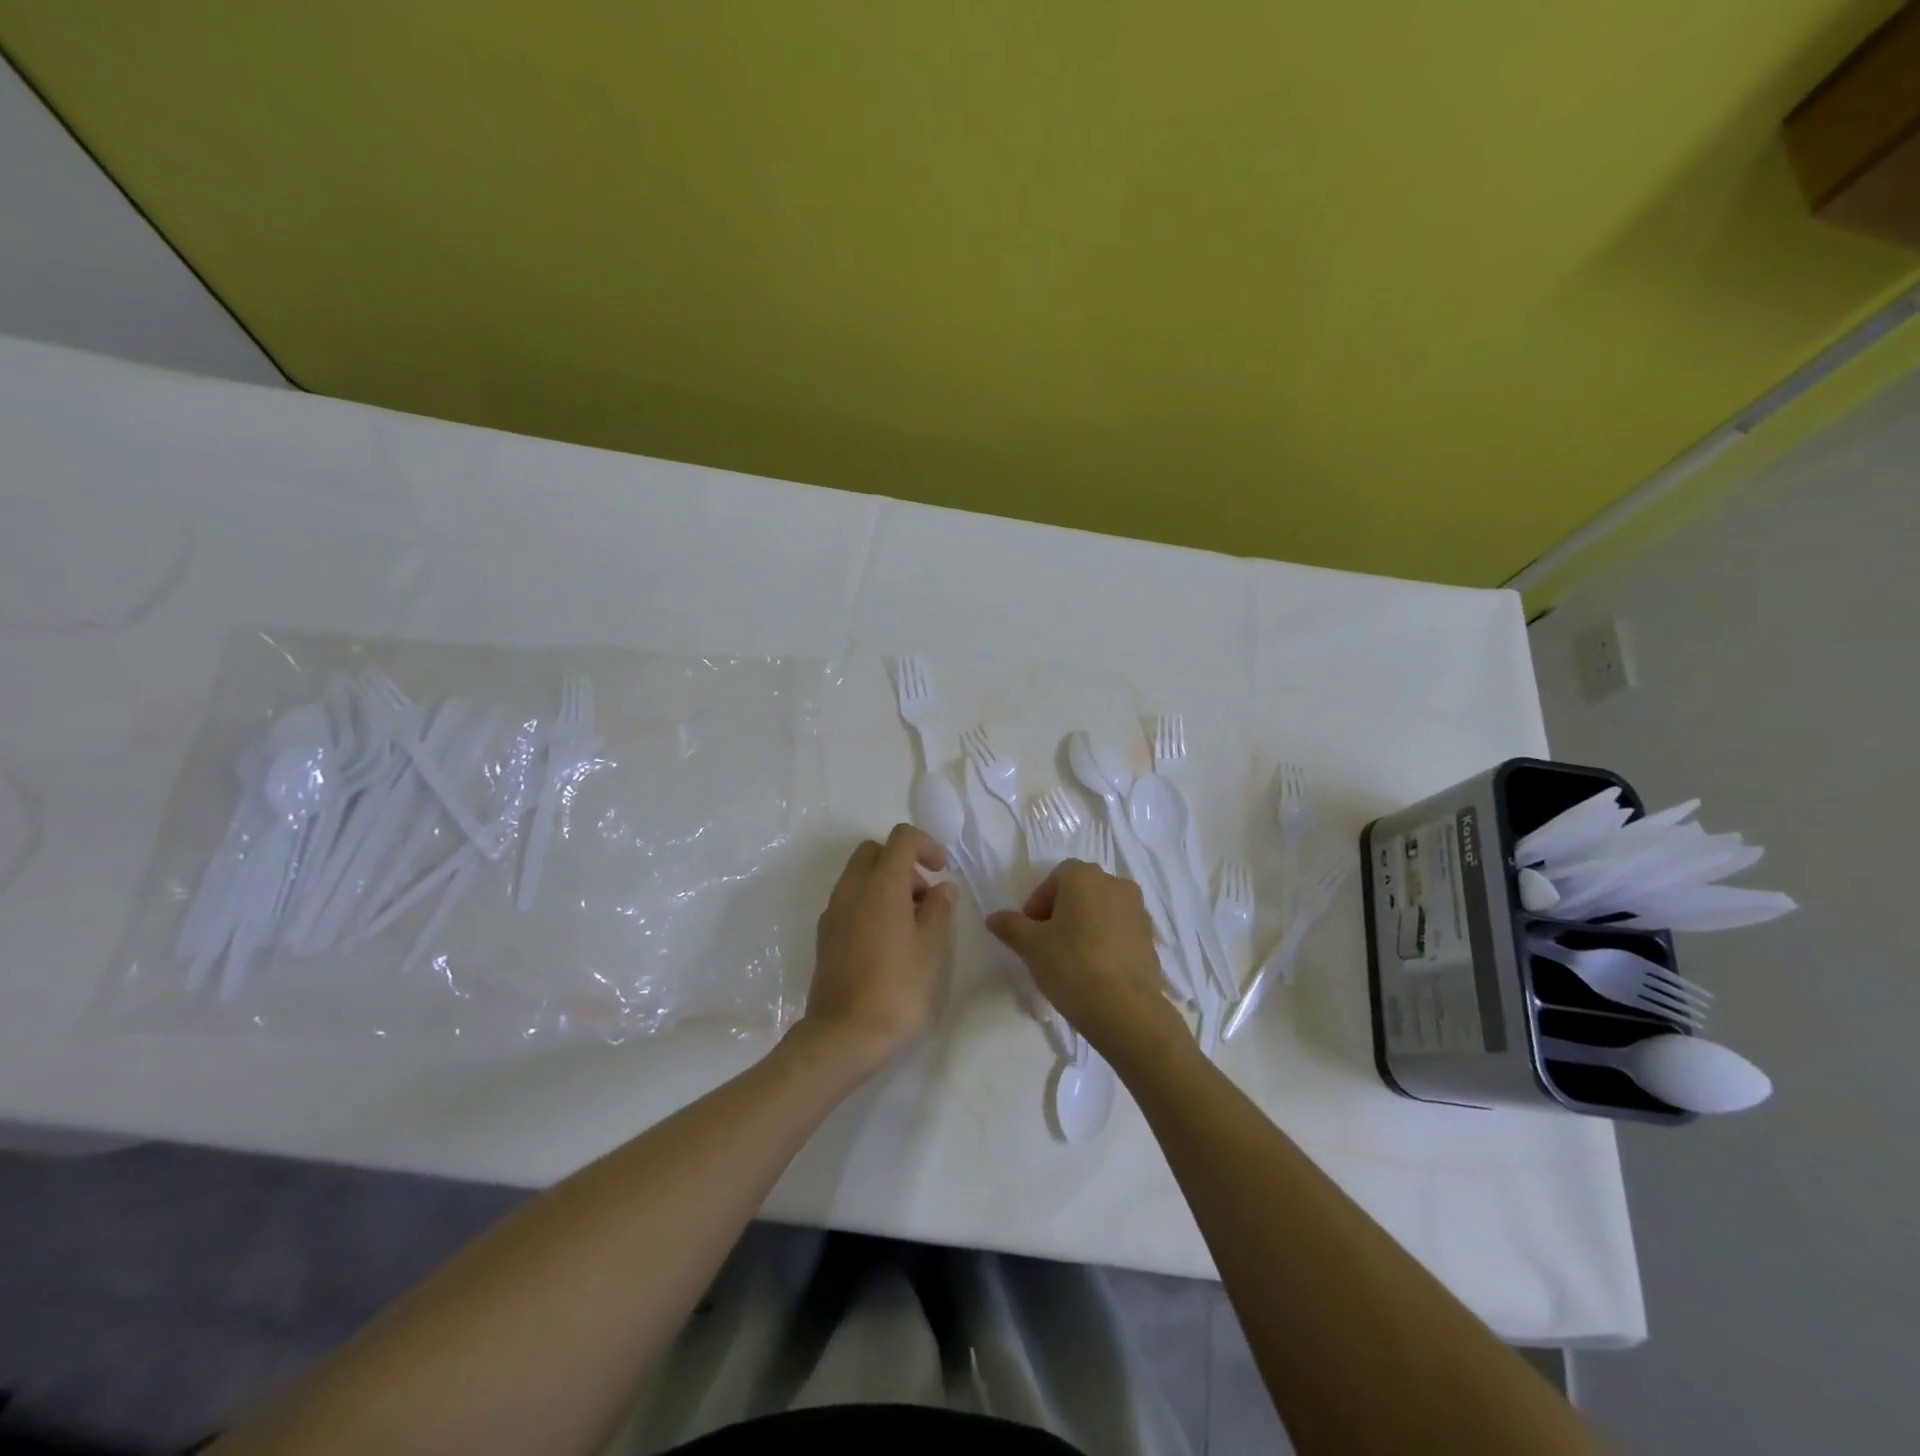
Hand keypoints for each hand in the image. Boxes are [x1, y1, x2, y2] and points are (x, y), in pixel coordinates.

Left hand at [796, 823, 956, 1076]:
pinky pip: (849, 900)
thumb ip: (939, 909)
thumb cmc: (897, 987)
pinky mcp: (825, 934)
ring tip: (910, 922)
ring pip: (859, 875)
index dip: (926, 844)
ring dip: (885, 883)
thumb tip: (942, 888)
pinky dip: (869, 902)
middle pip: (875, 851)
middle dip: (902, 862)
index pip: (901, 838)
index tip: (941, 870)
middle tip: (923, 895)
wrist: (844, 1034)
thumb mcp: (931, 947)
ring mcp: (833, 911)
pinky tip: (886, 940)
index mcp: (881, 884)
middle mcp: (852, 889)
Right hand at [986, 860, 1188, 1062]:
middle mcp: (1115, 883)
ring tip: (1071, 959)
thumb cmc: (1071, 966)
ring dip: (1084, 926)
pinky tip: (1094, 970)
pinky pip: (1119, 930)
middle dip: (1061, 912)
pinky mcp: (1150, 937)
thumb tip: (993, 917)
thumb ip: (1011, 926)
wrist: (1126, 1009)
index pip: (1055, 878)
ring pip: (1101, 910)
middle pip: (1080, 891)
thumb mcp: (1031, 946)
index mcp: (1085, 877)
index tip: (1031, 932)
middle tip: (1047, 944)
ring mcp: (1137, 910)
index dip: (1038, 903)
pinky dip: (1105, 941)